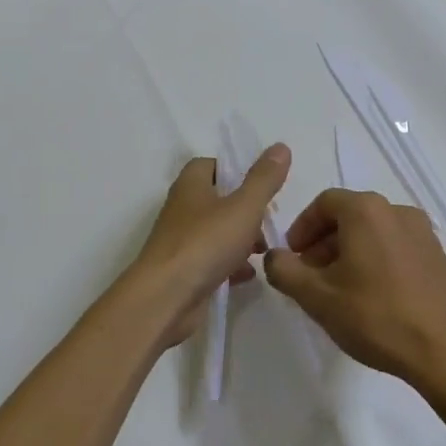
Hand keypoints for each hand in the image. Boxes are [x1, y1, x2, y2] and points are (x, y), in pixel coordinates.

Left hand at [118, 145, 290, 349]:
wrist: (165, 299)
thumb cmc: (204, 243)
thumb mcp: (243, 207)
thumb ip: (264, 179)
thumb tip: (280, 147)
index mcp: (191, 186)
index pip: (210, 165)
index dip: (235, 170)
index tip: (261, 184)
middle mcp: (182, 209)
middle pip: (217, 200)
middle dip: (245, 209)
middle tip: (268, 221)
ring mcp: (181, 242)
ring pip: (216, 232)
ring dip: (241, 239)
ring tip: (264, 250)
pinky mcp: (184, 272)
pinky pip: (212, 261)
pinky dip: (231, 265)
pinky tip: (249, 275)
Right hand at [264, 189, 445, 387]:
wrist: (445, 353)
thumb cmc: (375, 317)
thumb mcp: (316, 297)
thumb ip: (284, 270)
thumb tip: (274, 257)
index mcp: (366, 210)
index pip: (324, 203)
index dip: (302, 227)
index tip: (293, 256)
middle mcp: (398, 212)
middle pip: (351, 216)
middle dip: (325, 242)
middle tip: (312, 275)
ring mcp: (425, 235)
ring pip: (376, 233)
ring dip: (353, 253)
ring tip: (342, 289)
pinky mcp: (441, 260)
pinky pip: (400, 250)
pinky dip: (380, 263)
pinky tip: (376, 298)